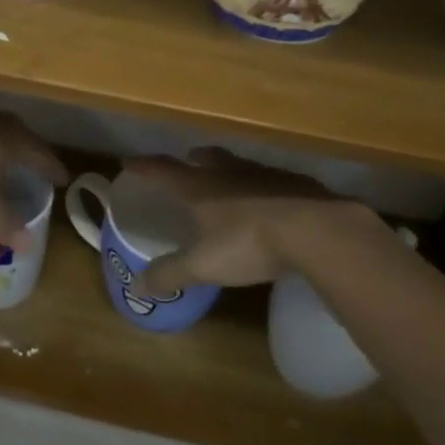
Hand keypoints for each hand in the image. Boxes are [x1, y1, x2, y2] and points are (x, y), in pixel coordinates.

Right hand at [122, 147, 366, 295]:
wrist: (316, 229)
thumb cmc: (249, 243)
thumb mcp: (204, 265)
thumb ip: (170, 274)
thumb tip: (136, 286)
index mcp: (201, 188)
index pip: (164, 170)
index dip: (144, 166)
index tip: (128, 161)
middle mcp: (230, 173)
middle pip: (206, 158)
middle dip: (192, 159)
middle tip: (188, 161)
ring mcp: (265, 175)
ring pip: (239, 165)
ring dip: (228, 168)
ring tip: (227, 178)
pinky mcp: (296, 183)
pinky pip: (271, 179)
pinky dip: (263, 185)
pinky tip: (270, 200)